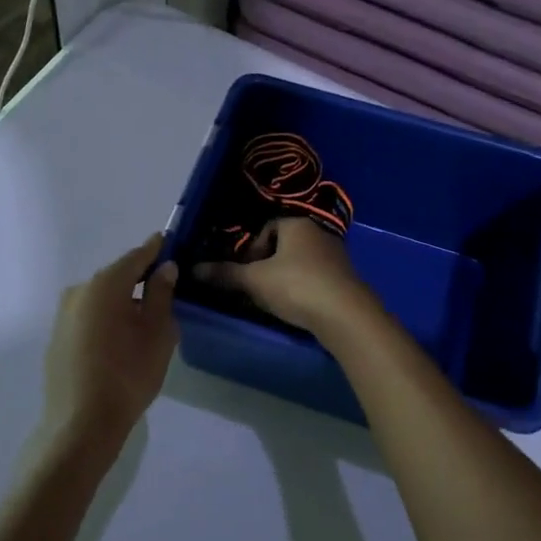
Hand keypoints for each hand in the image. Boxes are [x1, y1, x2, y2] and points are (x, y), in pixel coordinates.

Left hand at [39, 233, 179, 472]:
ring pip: (102, 298)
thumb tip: (164, 268)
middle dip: (140, 279)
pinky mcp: (57, 337)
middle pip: (116, 277)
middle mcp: (79, 291)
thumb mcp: (158, 333)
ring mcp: (64, 315)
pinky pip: (89, 317)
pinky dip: (107, 319)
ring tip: (146, 321)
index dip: (155, 249)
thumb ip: (162, 295)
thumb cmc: (128, 374)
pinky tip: (120, 341)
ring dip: (122, 302)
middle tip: (165, 288)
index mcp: (105, 284)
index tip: (168, 240)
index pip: (136, 257)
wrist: (82, 424)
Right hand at [194, 218, 378, 335]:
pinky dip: (303, 290)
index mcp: (298, 225)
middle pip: (283, 246)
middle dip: (266, 266)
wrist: (346, 316)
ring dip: (284, 279)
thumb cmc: (296, 286)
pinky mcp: (346, 281)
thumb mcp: (254, 280)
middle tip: (254, 288)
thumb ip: (225, 274)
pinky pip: (316, 280)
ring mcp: (337, 257)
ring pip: (300, 264)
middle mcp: (320, 234)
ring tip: (273, 301)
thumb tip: (194, 269)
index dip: (250, 249)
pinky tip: (297, 309)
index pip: (267, 228)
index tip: (244, 272)